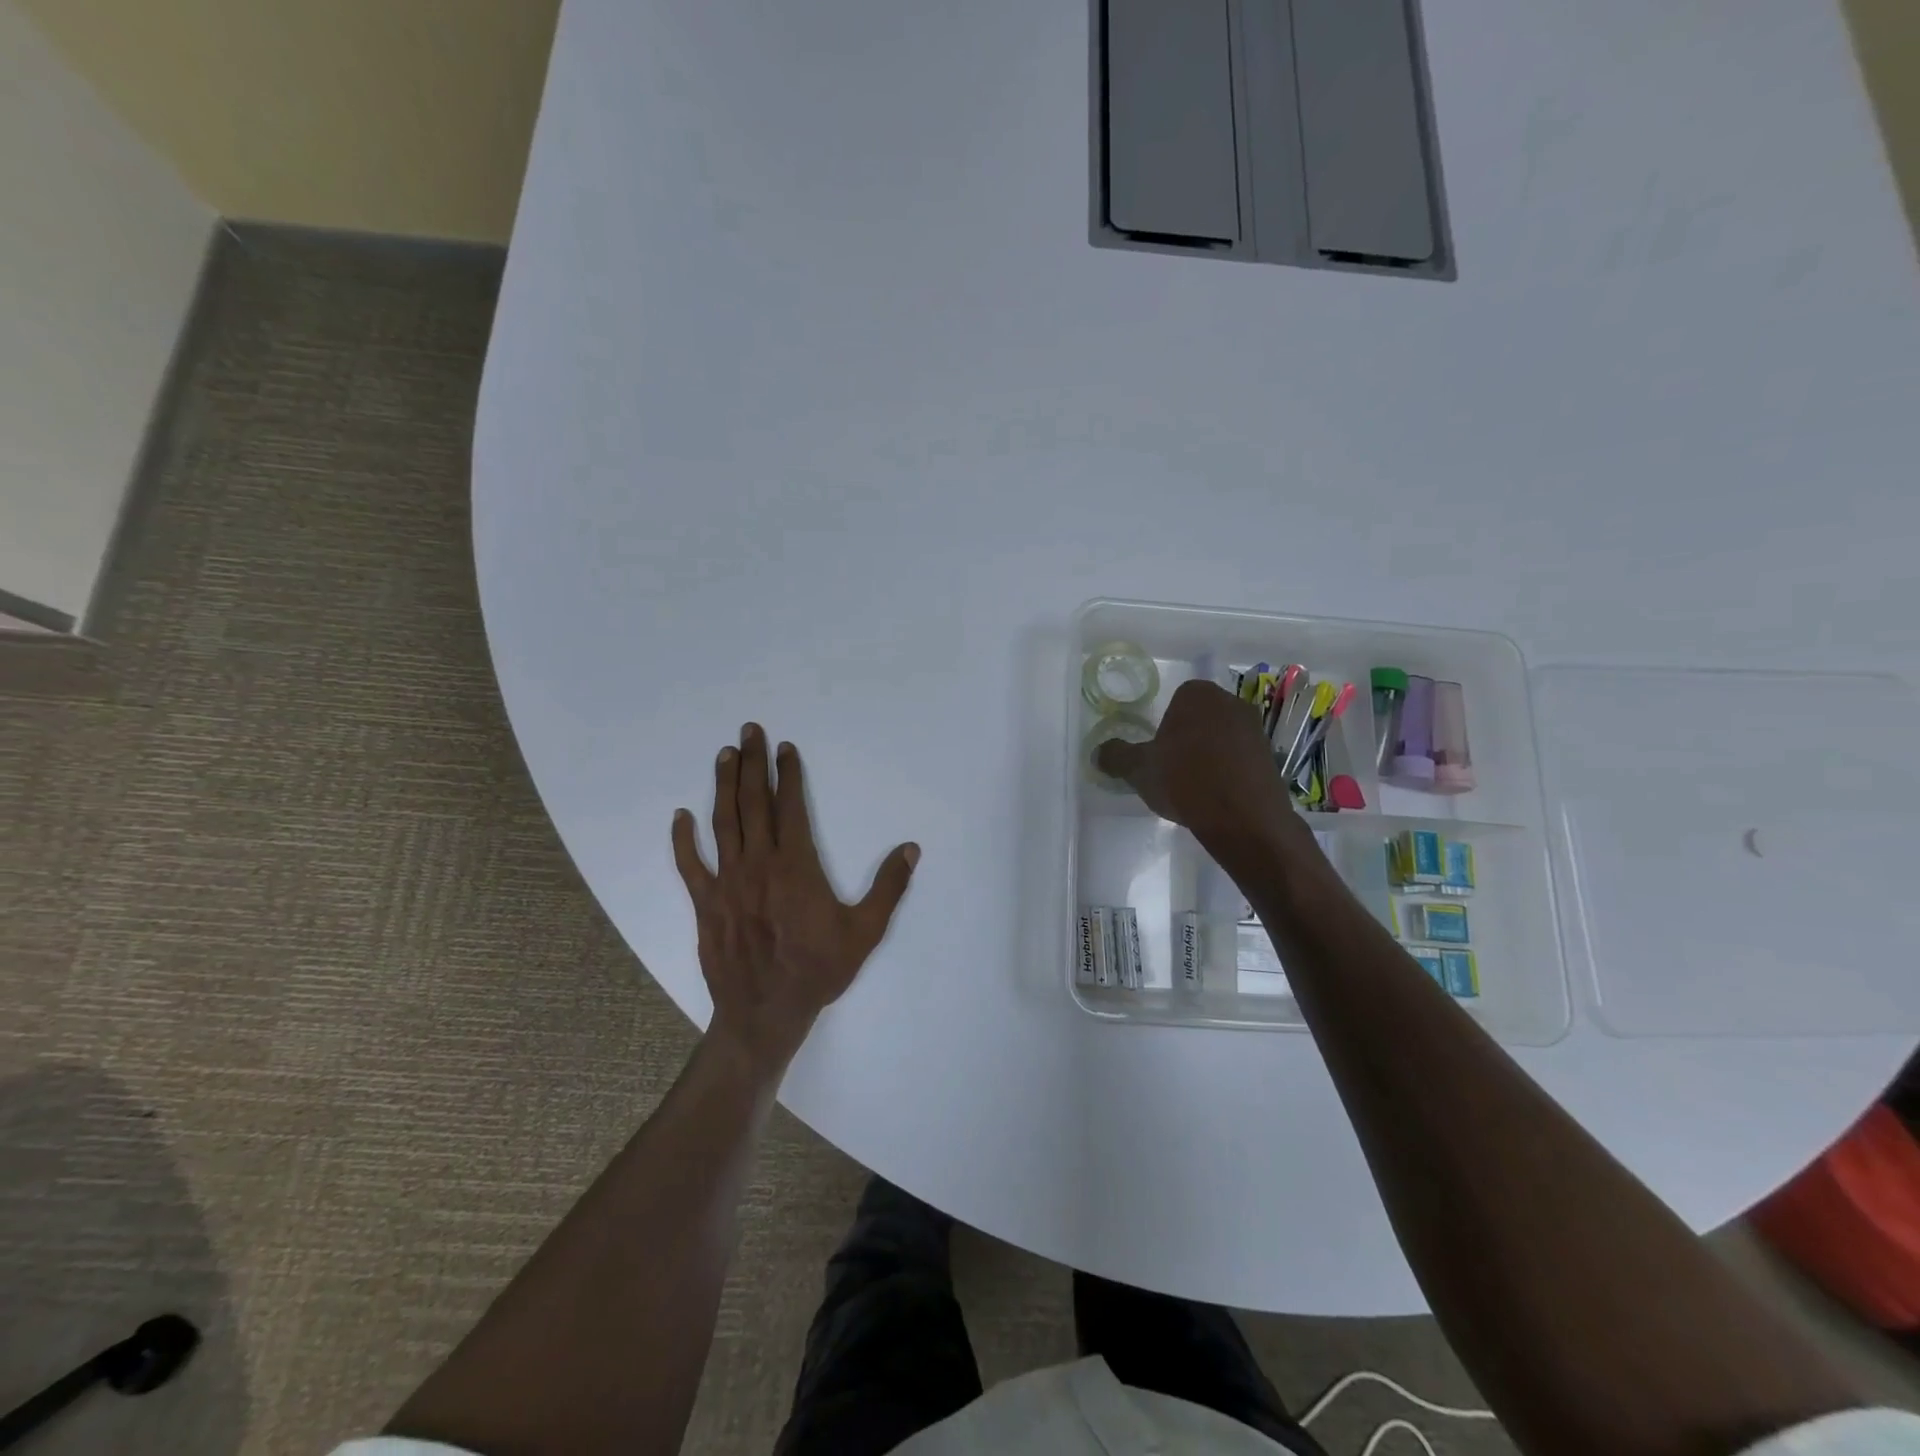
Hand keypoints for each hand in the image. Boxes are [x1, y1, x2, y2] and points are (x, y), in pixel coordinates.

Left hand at [673, 723, 919, 1074]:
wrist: (766, 1013)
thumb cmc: (819, 970)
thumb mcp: (865, 932)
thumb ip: (888, 887)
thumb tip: (911, 849)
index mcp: (796, 866)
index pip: (790, 807)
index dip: (789, 774)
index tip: (786, 748)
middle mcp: (758, 865)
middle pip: (754, 803)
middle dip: (753, 764)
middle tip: (749, 731)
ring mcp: (727, 883)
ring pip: (723, 823)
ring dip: (723, 786)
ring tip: (725, 756)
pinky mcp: (706, 904)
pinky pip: (689, 865)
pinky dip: (682, 839)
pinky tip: (680, 815)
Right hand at [1095, 680, 1299, 846]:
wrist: (1243, 817)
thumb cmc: (1185, 780)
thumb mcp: (1138, 770)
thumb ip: (1116, 757)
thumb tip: (1099, 752)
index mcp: (1197, 695)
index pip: (1176, 700)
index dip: (1164, 727)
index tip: (1158, 753)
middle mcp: (1231, 702)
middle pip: (1200, 717)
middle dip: (1188, 738)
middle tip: (1173, 769)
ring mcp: (1255, 729)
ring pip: (1222, 738)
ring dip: (1210, 755)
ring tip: (1195, 787)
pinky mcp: (1271, 757)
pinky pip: (1241, 759)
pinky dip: (1229, 772)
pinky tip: (1218, 797)